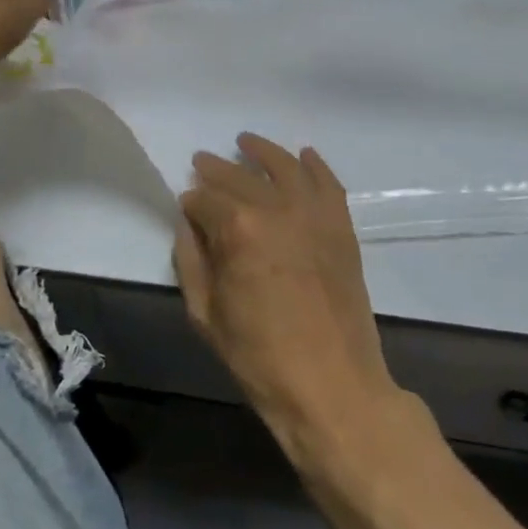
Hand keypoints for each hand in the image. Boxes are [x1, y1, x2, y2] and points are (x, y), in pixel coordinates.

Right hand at [177, 134, 400, 454]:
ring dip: (262, 151)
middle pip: (240, 177)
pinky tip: (304, 154)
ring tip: (245, 141)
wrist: (333, 386)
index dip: (191, 203)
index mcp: (237, 230)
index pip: (205, 200)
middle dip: (217, 169)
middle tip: (202, 162)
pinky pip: (328, 183)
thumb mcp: (206, 314)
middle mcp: (276, 209)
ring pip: (284, 167)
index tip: (185, 206)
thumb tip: (188, 225)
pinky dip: (315, 165)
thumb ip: (190, 261)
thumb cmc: (260, 357)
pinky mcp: (341, 227)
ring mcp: (314, 215)